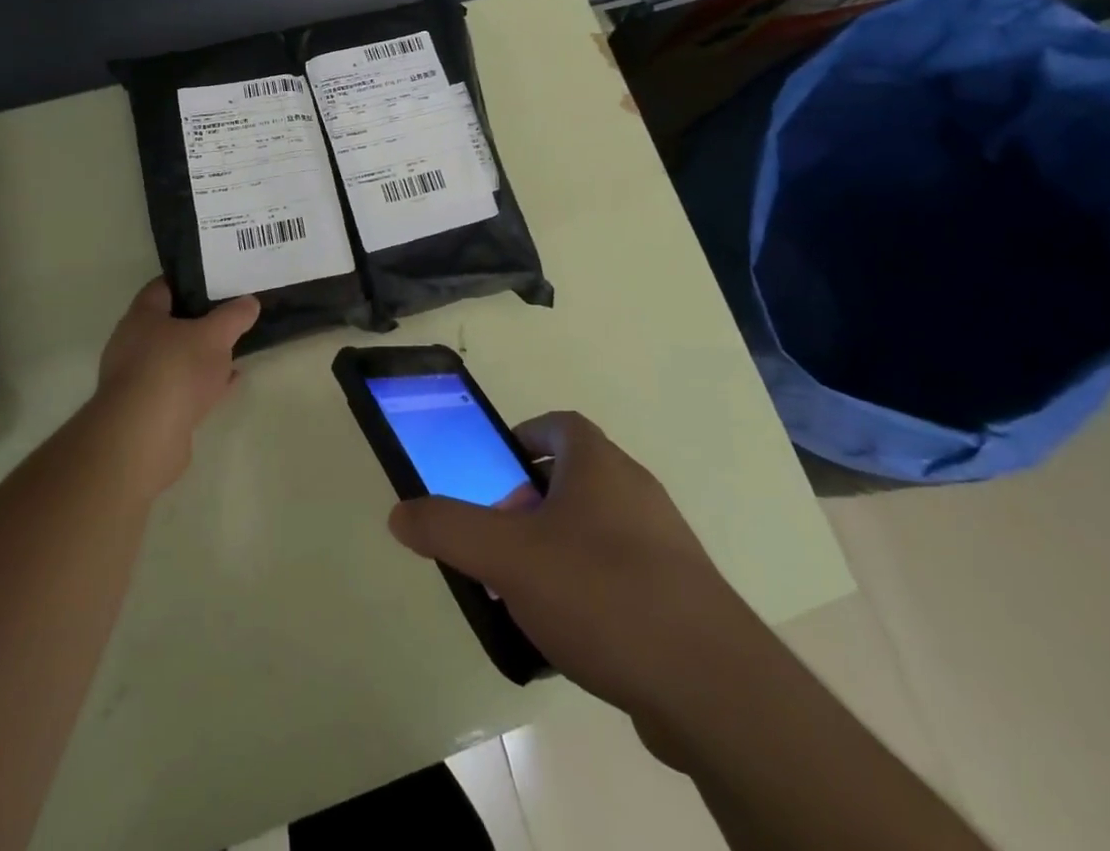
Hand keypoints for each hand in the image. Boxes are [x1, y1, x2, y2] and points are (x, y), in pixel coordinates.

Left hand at [91, 279, 259, 494]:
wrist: (144, 437)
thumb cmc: (175, 369)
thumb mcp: (214, 335)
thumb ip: (234, 316)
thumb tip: (250, 301)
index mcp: (141, 317)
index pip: (162, 288)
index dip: (188, 282)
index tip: (215, 280)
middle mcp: (132, 345)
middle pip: (168, 325)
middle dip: (198, 322)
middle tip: (229, 315)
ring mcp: (138, 381)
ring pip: (175, 360)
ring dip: (200, 357)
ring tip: (233, 350)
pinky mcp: (148, 412)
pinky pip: (180, 389)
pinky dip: (202, 384)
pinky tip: (228, 383)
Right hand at [388, 412, 753, 741]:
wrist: (710, 684)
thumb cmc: (600, 592)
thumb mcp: (507, 558)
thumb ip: (448, 530)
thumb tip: (400, 513)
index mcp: (598, 464)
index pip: (558, 424)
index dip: (523, 438)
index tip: (496, 471)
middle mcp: (635, 489)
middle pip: (574, 477)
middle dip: (530, 502)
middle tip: (500, 539)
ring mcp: (664, 543)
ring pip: (597, 527)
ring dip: (558, 547)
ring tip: (526, 591)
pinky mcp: (680, 594)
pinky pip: (622, 573)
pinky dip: (590, 587)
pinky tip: (571, 634)